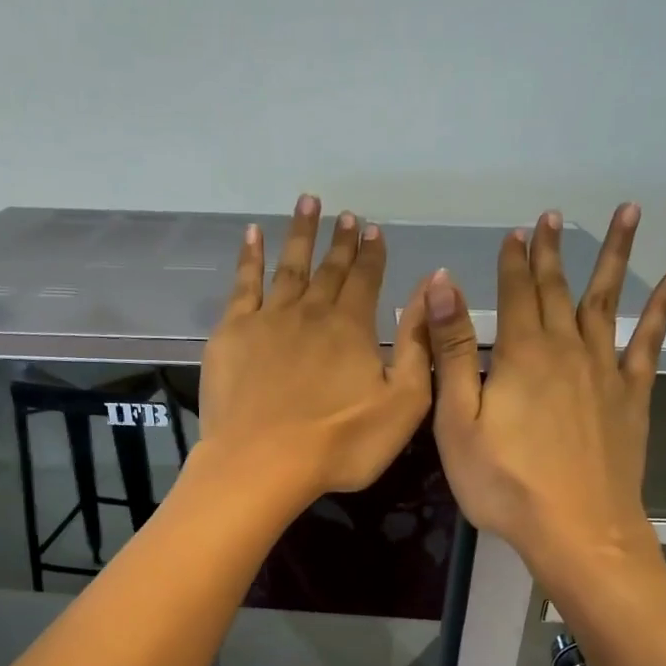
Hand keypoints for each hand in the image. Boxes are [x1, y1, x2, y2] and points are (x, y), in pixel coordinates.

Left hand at [199, 195, 434, 504]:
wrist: (264, 462)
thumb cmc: (341, 444)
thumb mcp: (404, 403)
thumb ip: (420, 345)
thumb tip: (433, 286)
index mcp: (353, 327)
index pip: (367, 280)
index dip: (373, 255)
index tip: (375, 229)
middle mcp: (312, 312)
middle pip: (329, 269)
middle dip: (341, 242)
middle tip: (347, 215)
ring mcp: (268, 319)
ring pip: (288, 266)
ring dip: (300, 234)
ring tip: (308, 203)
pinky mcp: (232, 334)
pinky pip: (243, 284)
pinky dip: (249, 257)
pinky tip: (252, 236)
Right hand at [427, 204, 665, 588]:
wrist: (577, 529)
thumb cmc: (506, 484)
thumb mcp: (459, 423)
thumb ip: (453, 353)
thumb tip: (444, 286)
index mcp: (522, 354)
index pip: (515, 293)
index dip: (513, 261)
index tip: (515, 231)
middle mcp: (567, 349)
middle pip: (557, 289)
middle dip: (551, 252)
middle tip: (552, 215)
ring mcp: (606, 371)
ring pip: (608, 301)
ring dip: (615, 255)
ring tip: (629, 211)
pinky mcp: (633, 397)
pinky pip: (650, 341)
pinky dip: (664, 305)